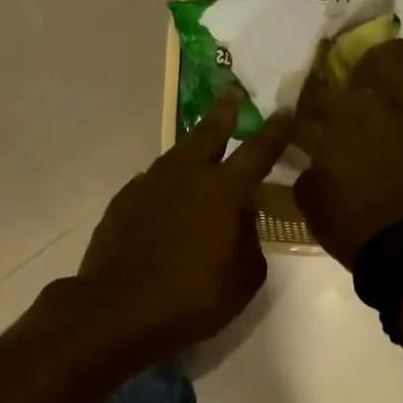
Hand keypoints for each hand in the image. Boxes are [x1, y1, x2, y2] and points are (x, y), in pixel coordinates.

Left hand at [75, 91, 293, 359]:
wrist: (118, 309)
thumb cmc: (191, 299)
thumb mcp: (244, 278)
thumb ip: (249, 239)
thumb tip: (241, 218)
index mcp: (223, 191)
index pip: (258, 150)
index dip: (275, 130)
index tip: (285, 110)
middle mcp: (185, 175)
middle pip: (208, 132)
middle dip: (224, 111)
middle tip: (232, 93)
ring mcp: (148, 185)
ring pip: (175, 155)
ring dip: (191, 147)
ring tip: (199, 146)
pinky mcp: (122, 201)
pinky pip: (151, 182)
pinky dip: (164, 182)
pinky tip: (165, 195)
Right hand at [293, 40, 402, 267]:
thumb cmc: (346, 215)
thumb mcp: (309, 194)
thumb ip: (308, 167)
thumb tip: (313, 163)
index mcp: (347, 110)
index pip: (321, 89)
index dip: (310, 102)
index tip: (303, 119)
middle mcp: (383, 106)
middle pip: (393, 56)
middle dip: (377, 59)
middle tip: (357, 82)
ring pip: (398, 100)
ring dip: (381, 111)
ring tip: (362, 141)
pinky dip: (392, 141)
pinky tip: (378, 165)